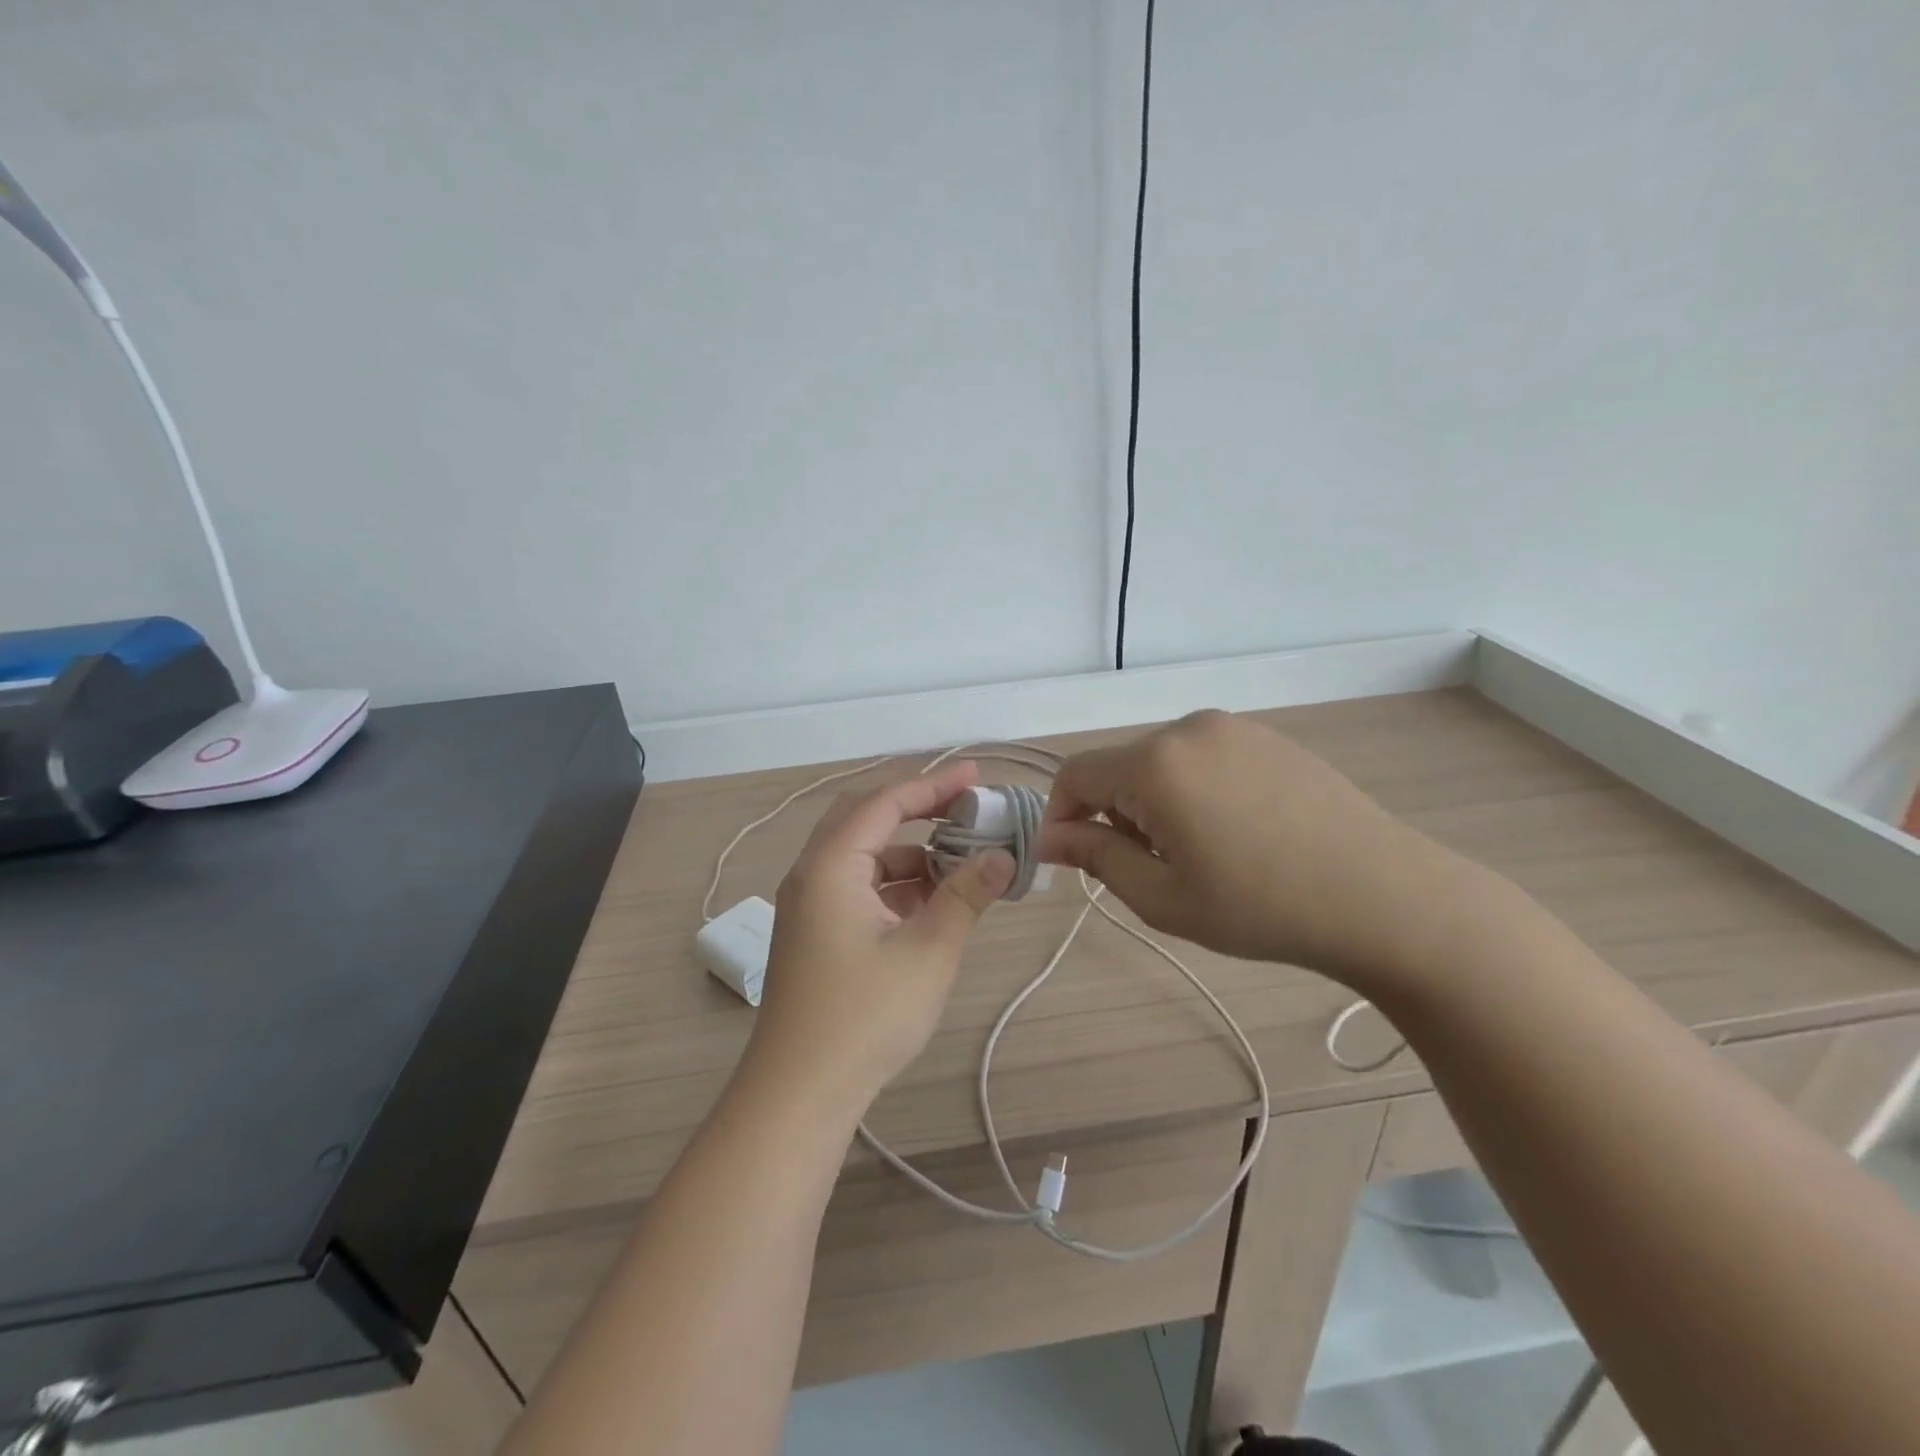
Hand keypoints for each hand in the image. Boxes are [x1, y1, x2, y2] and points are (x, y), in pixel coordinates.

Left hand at [746, 761, 1014, 1117]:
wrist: (799, 1094)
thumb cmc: (866, 1015)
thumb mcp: (929, 951)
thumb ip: (966, 895)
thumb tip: (1002, 858)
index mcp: (830, 866)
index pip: (884, 804)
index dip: (933, 786)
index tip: (976, 776)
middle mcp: (812, 875)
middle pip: (865, 819)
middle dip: (917, 810)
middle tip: (965, 810)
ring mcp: (809, 906)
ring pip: (863, 857)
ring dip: (910, 852)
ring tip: (961, 863)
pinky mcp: (815, 935)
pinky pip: (858, 888)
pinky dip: (896, 885)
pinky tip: (932, 902)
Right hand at [1038, 710, 1470, 988]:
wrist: (1382, 896)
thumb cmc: (1261, 907)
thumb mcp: (1162, 897)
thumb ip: (1095, 858)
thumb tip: (1049, 838)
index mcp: (1155, 763)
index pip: (1075, 775)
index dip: (1062, 817)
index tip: (1074, 861)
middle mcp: (1188, 729)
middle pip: (1119, 767)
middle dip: (1114, 814)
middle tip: (1150, 869)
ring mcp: (1234, 728)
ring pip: (1161, 762)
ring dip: (1154, 803)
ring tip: (1198, 853)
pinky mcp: (1268, 737)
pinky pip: (1203, 757)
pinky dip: (1193, 789)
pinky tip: (1234, 832)